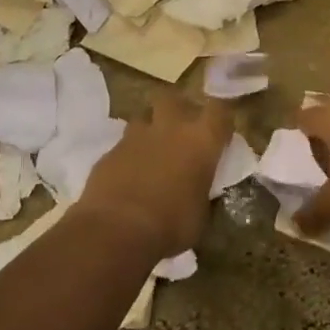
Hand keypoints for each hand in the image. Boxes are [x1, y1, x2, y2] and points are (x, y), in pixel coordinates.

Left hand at [77, 95, 232, 260]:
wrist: (116, 231)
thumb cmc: (171, 225)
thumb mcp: (200, 214)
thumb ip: (201, 190)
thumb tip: (199, 188)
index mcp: (201, 140)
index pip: (219, 110)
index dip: (220, 116)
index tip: (220, 130)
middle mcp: (169, 127)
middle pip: (173, 98)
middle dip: (177, 108)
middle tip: (180, 129)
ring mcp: (135, 136)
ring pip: (143, 117)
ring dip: (149, 129)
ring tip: (152, 151)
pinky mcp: (109, 152)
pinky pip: (122, 145)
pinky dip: (128, 155)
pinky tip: (128, 176)